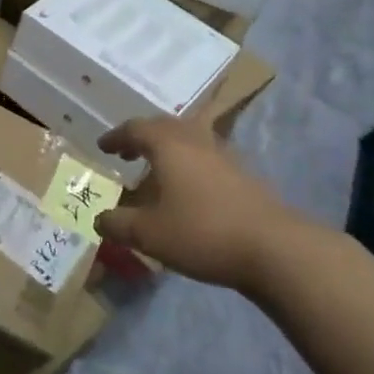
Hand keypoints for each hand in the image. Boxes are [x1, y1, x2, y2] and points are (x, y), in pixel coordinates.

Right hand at [96, 117, 311, 292]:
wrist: (273, 248)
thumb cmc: (202, 232)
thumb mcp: (149, 234)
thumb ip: (118, 224)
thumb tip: (99, 219)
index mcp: (168, 144)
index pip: (135, 128)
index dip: (116, 136)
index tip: (103, 147)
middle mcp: (194, 139)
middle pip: (164, 125)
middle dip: (142, 136)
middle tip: (127, 152)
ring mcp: (223, 154)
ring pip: (189, 138)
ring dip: (168, 148)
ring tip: (156, 168)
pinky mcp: (243, 174)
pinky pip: (206, 156)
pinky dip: (189, 163)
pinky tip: (188, 188)